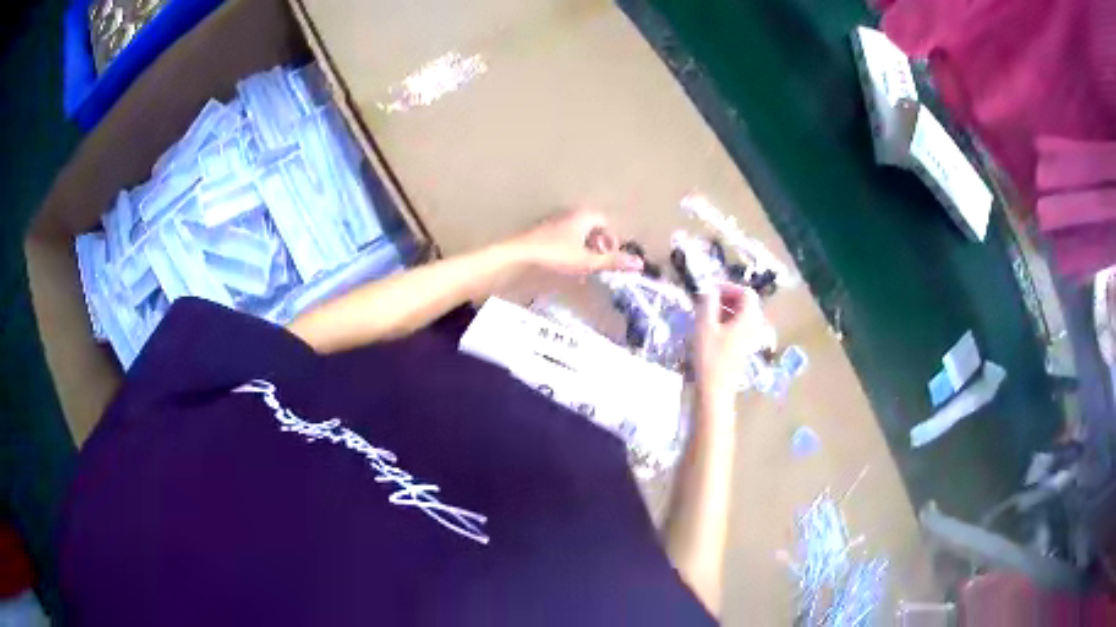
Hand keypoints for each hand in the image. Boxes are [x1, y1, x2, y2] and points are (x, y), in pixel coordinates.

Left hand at [506, 209, 643, 275]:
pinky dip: (570, 249)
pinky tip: (564, 265)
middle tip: (596, 262)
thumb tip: (639, 263)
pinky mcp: (543, 232)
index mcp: (584, 216)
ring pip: (577, 233)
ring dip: (584, 249)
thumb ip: (613, 262)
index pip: (605, 222)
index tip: (608, 257)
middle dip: (597, 245)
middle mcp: (571, 214)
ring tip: (582, 267)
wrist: (519, 254)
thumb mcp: (587, 261)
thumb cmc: (556, 254)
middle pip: (592, 227)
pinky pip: (564, 237)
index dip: (610, 240)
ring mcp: (555, 222)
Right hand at [694, 283, 769, 406]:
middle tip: (705, 301)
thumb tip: (709, 288)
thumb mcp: (705, 326)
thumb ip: (707, 303)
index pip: (746, 293)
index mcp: (748, 319)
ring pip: (739, 317)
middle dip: (725, 298)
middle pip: (744, 304)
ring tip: (703, 314)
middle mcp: (752, 327)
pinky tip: (708, 331)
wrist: (714, 391)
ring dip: (723, 311)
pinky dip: (724, 323)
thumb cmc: (710, 358)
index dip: (729, 287)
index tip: (710, 290)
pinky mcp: (741, 351)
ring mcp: (748, 341)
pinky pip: (736, 329)